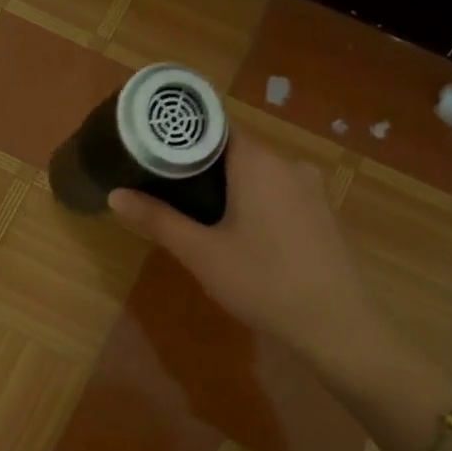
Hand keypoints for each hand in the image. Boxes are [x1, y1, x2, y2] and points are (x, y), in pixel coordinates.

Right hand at [107, 129, 388, 379]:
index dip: (182, 136)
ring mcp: (312, 187)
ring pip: (260, 173)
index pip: (214, 126)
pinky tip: (245, 234)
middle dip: (202, 167)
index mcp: (257, 161)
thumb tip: (115, 195)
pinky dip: (257, 201)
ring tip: (200, 215)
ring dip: (231, 187)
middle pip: (236, 150)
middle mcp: (288, 163)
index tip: (154, 151)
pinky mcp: (324, 211)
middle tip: (168, 190)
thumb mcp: (201, 253)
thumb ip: (158, 219)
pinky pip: (281, 192)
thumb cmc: (262, 281)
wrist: (336, 324)